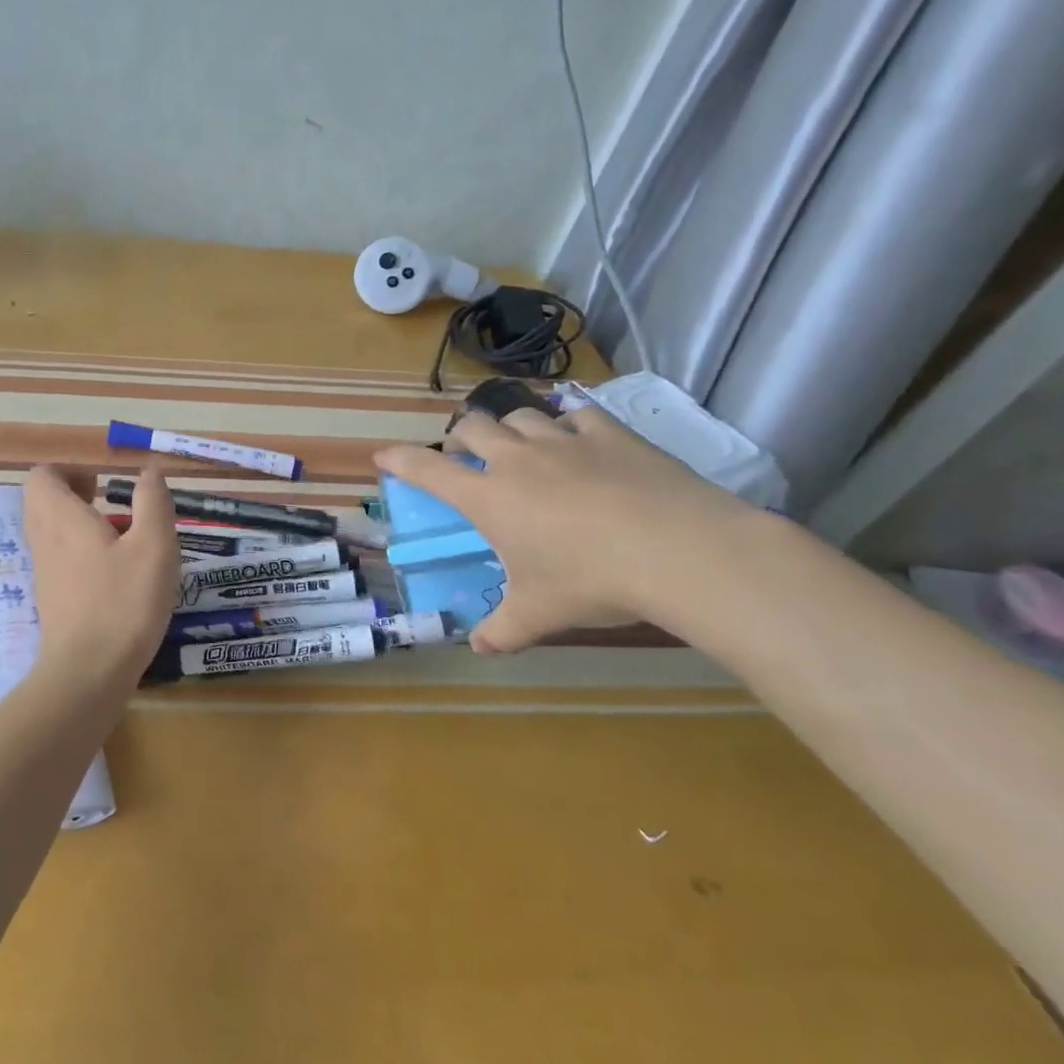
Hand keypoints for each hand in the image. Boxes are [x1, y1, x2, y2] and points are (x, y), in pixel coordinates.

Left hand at [22, 464, 180, 693]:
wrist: (88, 672)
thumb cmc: (123, 602)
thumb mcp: (154, 546)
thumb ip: (153, 503)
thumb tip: (149, 471)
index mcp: (61, 518)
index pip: (42, 476)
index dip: (70, 471)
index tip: (103, 483)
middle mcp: (44, 540)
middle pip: (44, 502)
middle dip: (75, 495)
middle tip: (111, 505)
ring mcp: (45, 572)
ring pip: (52, 532)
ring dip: (80, 525)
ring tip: (121, 538)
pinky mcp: (52, 599)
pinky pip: (59, 559)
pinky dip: (81, 553)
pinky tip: (116, 573)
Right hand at [374, 404, 752, 651]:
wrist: (680, 552)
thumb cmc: (592, 582)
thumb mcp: (539, 614)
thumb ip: (502, 631)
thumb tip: (479, 650)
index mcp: (489, 497)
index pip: (428, 470)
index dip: (400, 460)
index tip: (382, 455)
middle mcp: (517, 459)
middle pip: (472, 428)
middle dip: (460, 438)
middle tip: (465, 456)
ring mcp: (565, 441)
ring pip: (520, 415)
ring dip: (509, 427)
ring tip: (519, 445)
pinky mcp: (611, 434)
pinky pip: (578, 413)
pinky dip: (568, 423)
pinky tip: (578, 437)